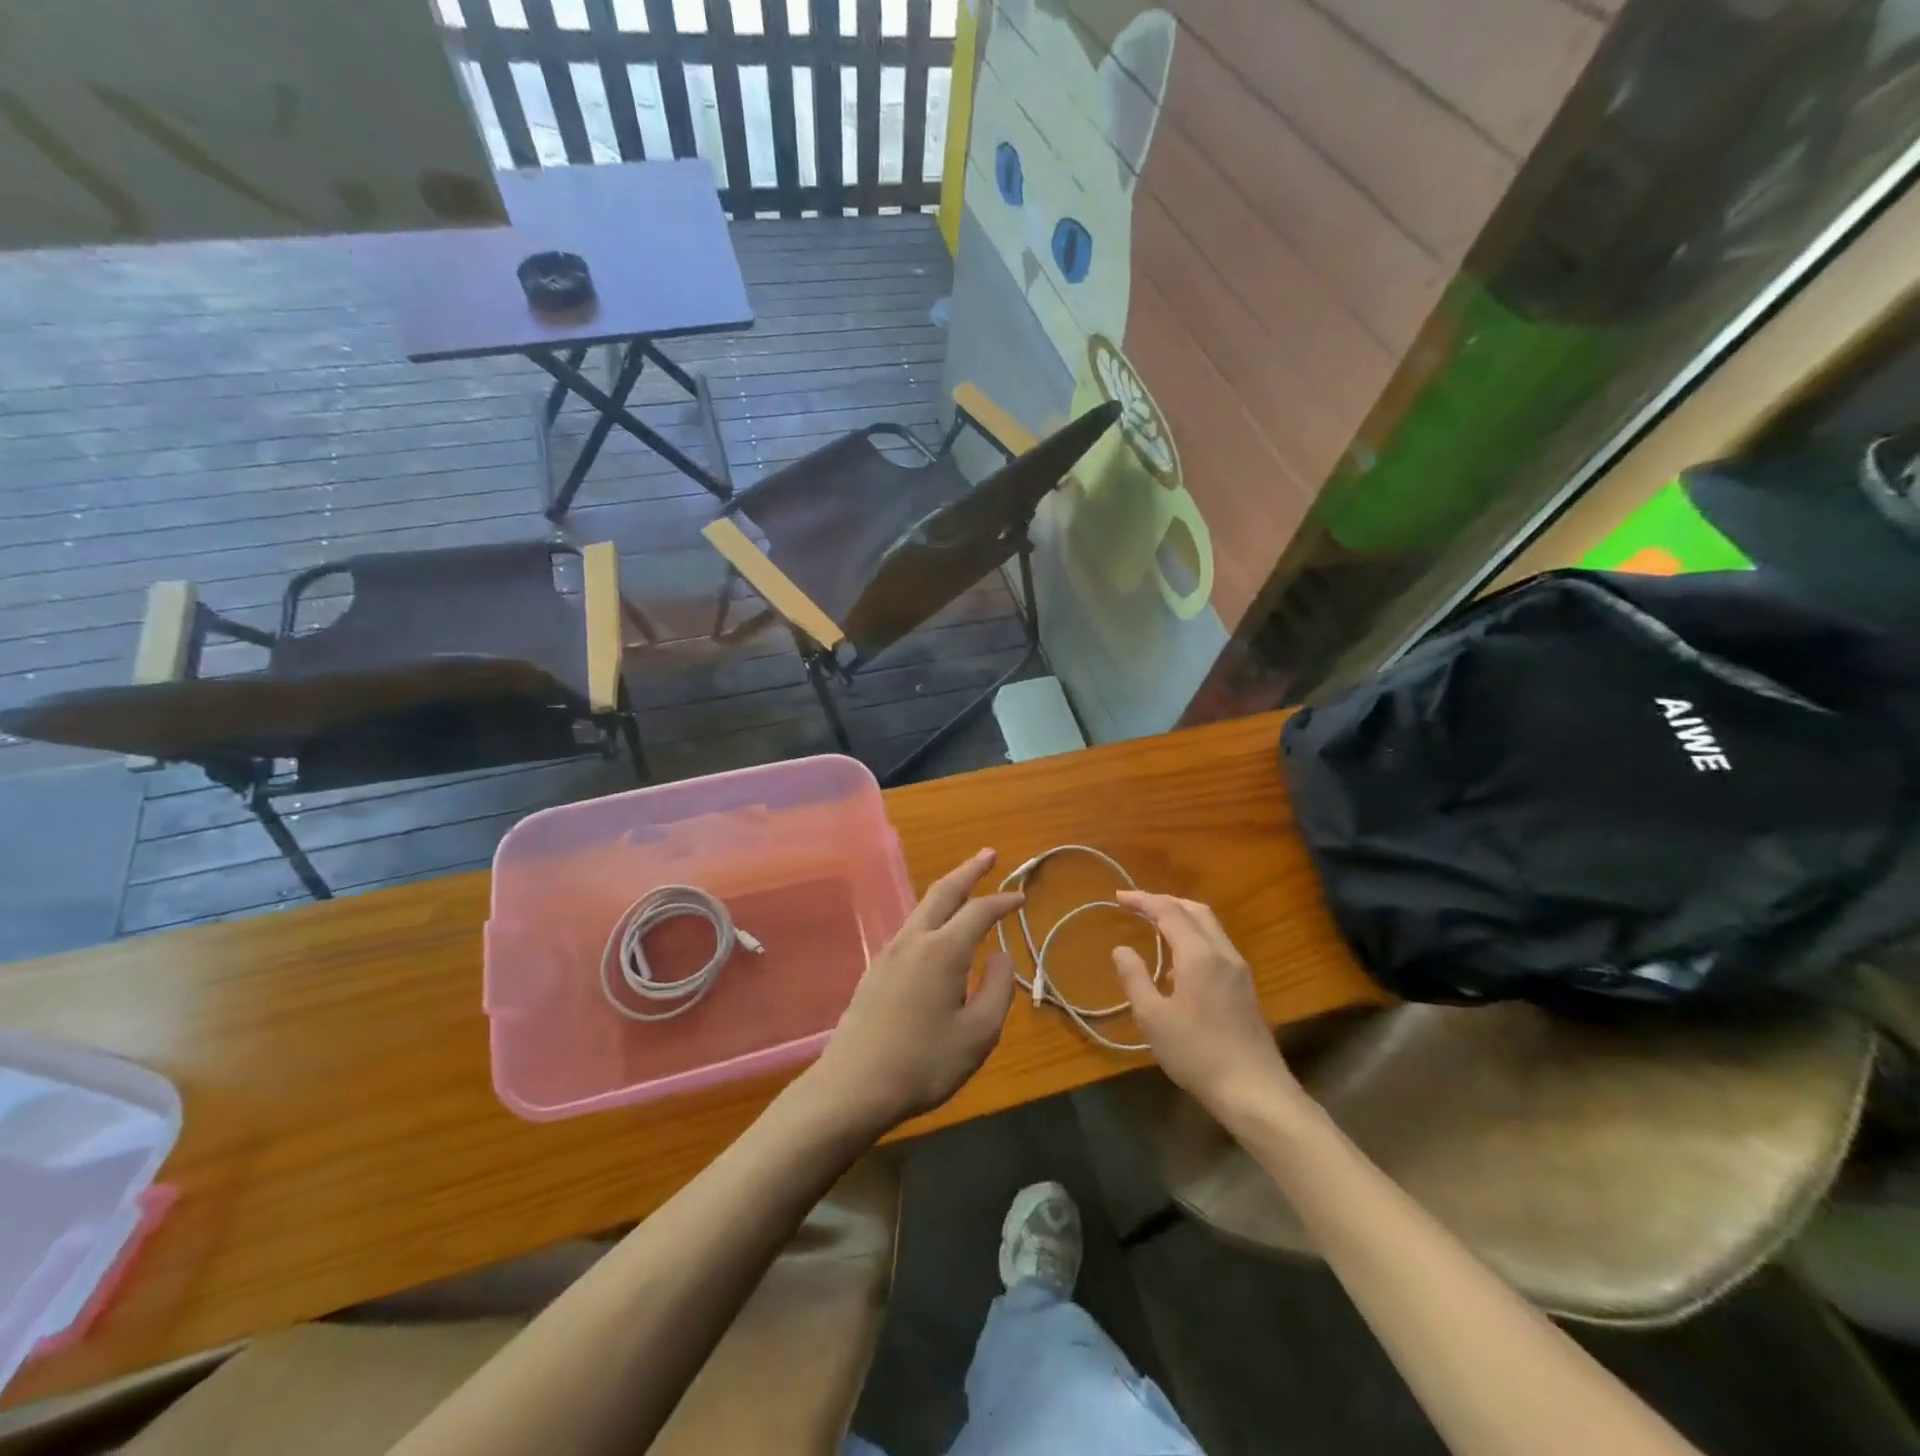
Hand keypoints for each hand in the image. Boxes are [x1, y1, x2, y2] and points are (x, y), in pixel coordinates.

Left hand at [807, 849, 1022, 1131]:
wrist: (854, 1086)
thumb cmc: (924, 1063)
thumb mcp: (978, 1034)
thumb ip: (997, 989)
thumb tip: (1001, 956)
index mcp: (943, 951)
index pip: (979, 912)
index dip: (1002, 901)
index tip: (1022, 897)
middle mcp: (914, 940)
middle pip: (943, 892)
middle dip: (968, 870)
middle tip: (989, 854)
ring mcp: (889, 953)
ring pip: (922, 908)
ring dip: (947, 890)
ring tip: (966, 885)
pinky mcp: (875, 969)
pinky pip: (910, 928)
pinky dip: (931, 915)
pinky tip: (936, 930)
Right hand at [1113, 892, 1302, 1120]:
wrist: (1254, 1090)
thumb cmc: (1197, 1053)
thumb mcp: (1153, 1018)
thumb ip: (1135, 978)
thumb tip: (1122, 949)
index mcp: (1199, 954)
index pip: (1169, 910)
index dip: (1143, 900)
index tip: (1119, 898)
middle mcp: (1223, 952)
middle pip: (1195, 910)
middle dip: (1165, 902)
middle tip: (1137, 907)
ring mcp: (1238, 969)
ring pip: (1210, 926)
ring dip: (1182, 917)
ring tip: (1154, 926)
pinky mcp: (1245, 987)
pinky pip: (1217, 945)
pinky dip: (1194, 937)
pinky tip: (1178, 962)